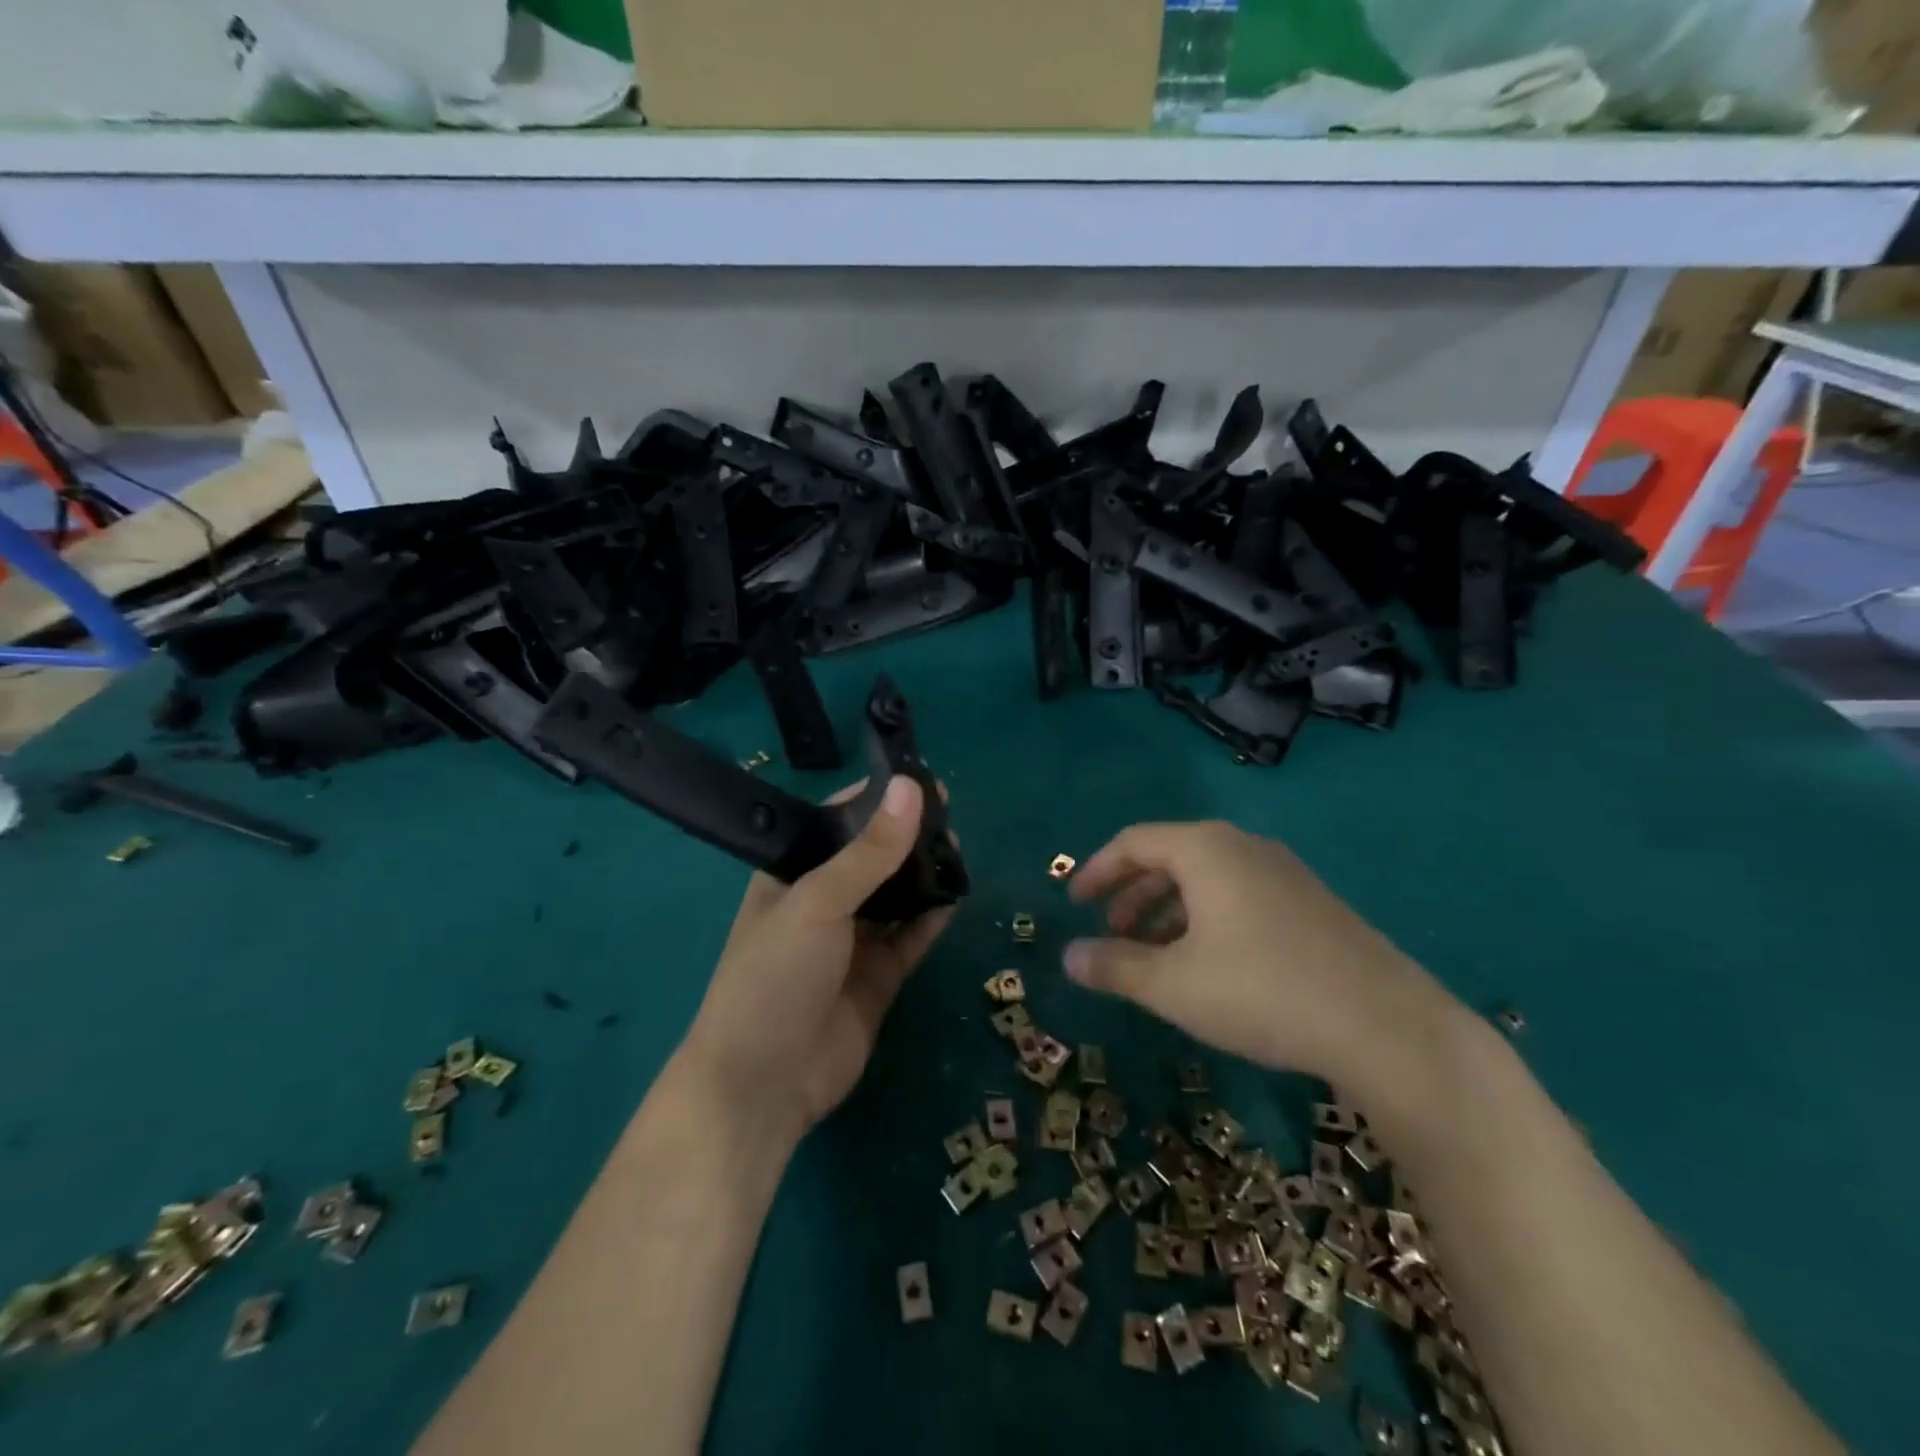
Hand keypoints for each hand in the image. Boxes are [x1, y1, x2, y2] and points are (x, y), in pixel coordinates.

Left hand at [681, 776, 955, 1147]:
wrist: (763, 1085)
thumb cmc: (774, 977)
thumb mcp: (817, 903)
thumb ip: (869, 852)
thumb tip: (912, 789)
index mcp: (791, 876)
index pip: (835, 823)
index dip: (875, 799)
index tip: (919, 780)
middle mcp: (822, 903)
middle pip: (871, 859)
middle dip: (907, 837)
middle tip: (950, 813)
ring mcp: (852, 942)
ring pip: (896, 896)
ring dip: (924, 874)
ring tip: (960, 847)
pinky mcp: (879, 977)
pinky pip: (911, 937)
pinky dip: (932, 917)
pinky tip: (958, 894)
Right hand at [1063, 820, 1456, 1094]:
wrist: (1387, 1027)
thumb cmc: (1262, 991)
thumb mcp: (1173, 984)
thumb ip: (1115, 966)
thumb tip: (1068, 957)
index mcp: (1206, 849)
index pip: (1134, 842)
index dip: (1097, 871)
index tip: (1075, 903)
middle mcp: (1244, 847)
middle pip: (1170, 857)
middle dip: (1132, 895)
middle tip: (1111, 934)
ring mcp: (1284, 873)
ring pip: (1207, 880)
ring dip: (1168, 912)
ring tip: (1152, 956)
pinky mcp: (1312, 904)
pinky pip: (1239, 897)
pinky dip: (1206, 920)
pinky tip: (1208, 966)